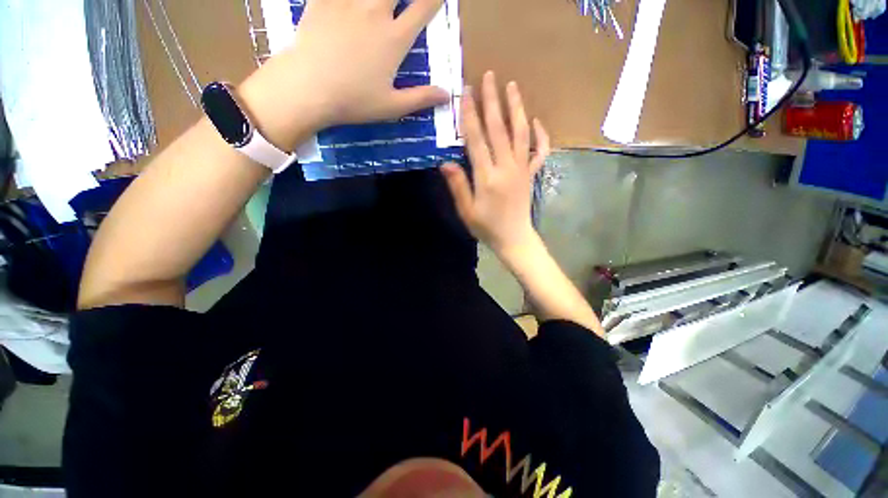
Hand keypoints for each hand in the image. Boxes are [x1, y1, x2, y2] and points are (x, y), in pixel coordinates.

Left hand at [239, 0, 449, 149]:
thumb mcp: (392, 107)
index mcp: (394, 39)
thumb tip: (447, 95)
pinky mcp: (323, 0)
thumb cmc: (354, 101)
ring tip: (381, 0)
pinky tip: (348, 1)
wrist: (308, 88)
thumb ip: (421, 98)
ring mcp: (348, 2)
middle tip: (406, 0)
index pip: (424, 8)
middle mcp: (375, 12)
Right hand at [441, 71, 550, 253]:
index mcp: (487, 177)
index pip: (477, 140)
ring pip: (520, 133)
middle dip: (492, 101)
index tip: (466, 92)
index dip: (470, 115)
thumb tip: (445, 162)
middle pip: (499, 129)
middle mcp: (506, 167)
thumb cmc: (487, 227)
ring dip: (516, 108)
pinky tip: (536, 122)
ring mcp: (522, 169)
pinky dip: (540, 135)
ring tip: (512, 86)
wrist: (514, 238)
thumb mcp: (466, 211)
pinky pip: (540, 151)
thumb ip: (458, 186)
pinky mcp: (531, 174)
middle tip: (489, 76)